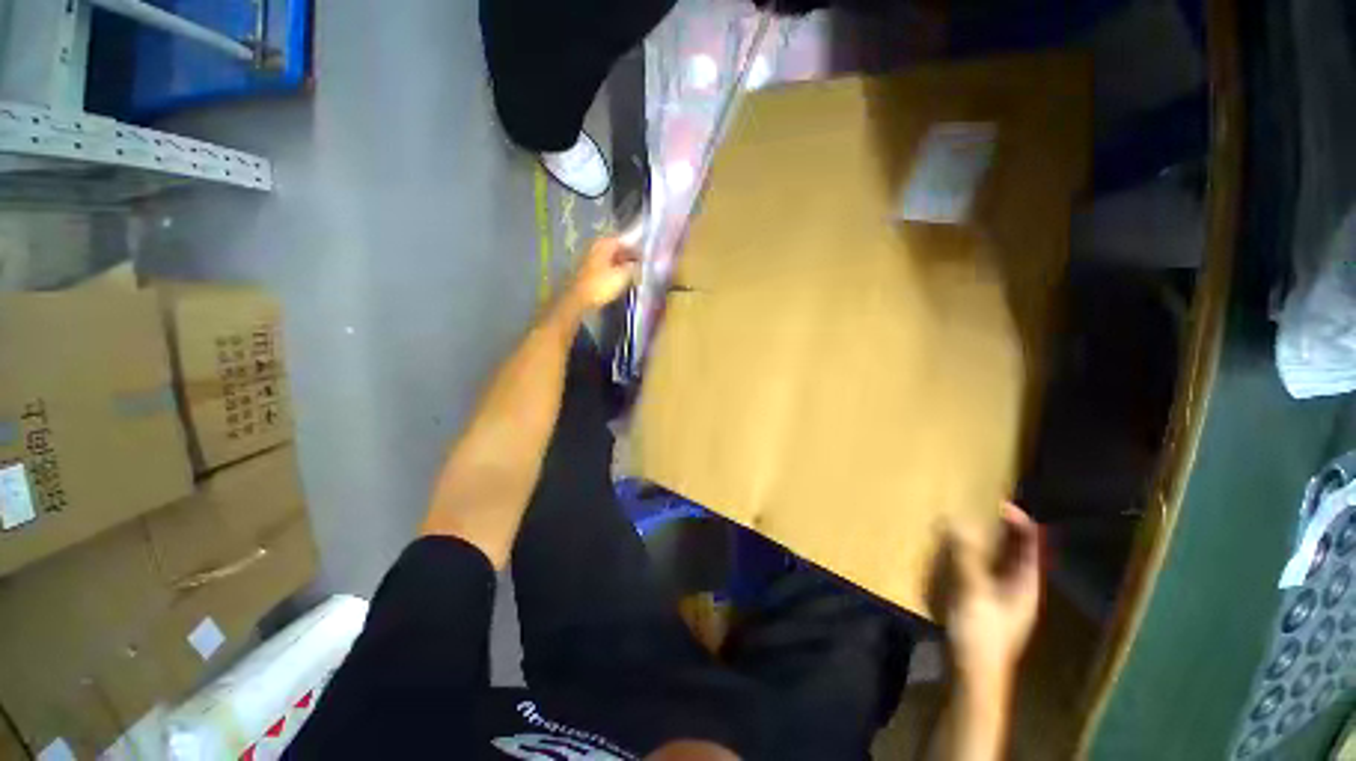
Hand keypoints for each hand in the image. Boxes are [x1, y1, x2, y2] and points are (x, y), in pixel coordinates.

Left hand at [562, 237, 638, 313]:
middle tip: (641, 266)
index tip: (646, 257)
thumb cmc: (601, 285)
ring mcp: (589, 258)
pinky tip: (620, 280)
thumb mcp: (623, 276)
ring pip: (610, 258)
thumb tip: (640, 264)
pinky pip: (604, 267)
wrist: (577, 300)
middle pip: (616, 248)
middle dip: (629, 256)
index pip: (624, 239)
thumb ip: (634, 267)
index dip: (636, 247)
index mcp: (604, 243)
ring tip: (633, 274)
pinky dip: (613, 271)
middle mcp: (595, 246)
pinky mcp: (586, 271)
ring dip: (621, 264)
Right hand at [944, 503, 1040, 690]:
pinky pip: (982, 571)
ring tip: (960, 527)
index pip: (1031, 543)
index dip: (1018, 520)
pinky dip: (971, 558)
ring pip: (998, 561)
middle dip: (998, 529)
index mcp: (1026, 583)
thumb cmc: (980, 632)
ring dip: (983, 543)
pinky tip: (952, 555)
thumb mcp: (972, 590)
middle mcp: (1019, 587)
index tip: (994, 502)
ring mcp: (1003, 598)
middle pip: (1015, 550)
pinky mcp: (986, 605)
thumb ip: (966, 554)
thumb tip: (957, 519)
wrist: (973, 673)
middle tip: (973, 509)